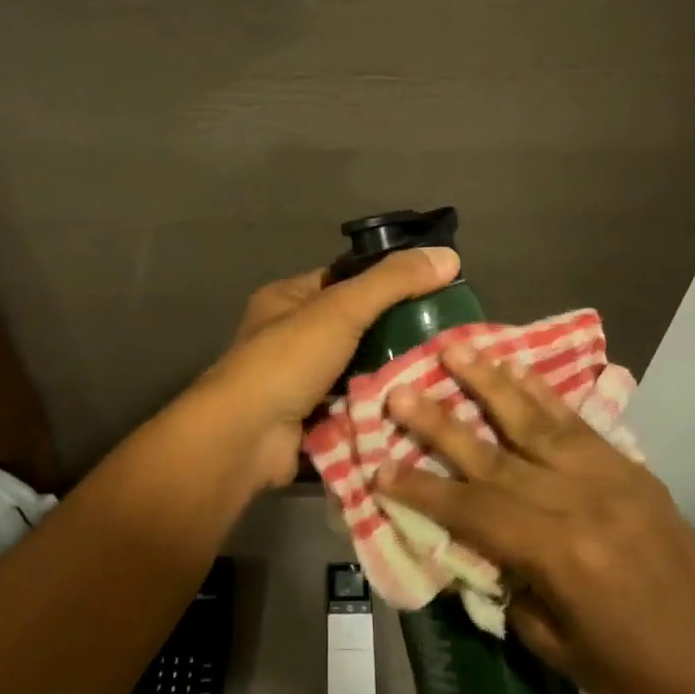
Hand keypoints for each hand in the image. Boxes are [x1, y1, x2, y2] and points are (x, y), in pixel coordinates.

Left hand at [195, 247, 461, 492]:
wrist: (245, 438)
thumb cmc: (287, 360)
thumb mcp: (342, 308)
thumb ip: (393, 281)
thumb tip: (449, 255)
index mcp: (289, 299)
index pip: (346, 279)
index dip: (387, 282)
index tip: (434, 290)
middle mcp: (292, 336)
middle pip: (356, 327)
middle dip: (397, 334)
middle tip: (447, 339)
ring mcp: (300, 381)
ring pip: (358, 369)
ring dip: (392, 374)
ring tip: (444, 372)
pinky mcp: (311, 419)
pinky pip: (354, 405)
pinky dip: (379, 406)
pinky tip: (421, 405)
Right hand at [377, 345, 694, 693]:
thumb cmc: (625, 670)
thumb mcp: (549, 640)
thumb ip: (504, 578)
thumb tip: (468, 535)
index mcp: (557, 554)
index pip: (472, 510)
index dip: (422, 490)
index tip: (379, 468)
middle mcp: (579, 503)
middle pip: (494, 454)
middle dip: (441, 422)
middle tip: (400, 391)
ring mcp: (609, 477)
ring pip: (537, 421)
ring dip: (490, 383)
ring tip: (456, 350)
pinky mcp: (631, 468)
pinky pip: (578, 422)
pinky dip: (543, 392)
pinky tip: (516, 366)